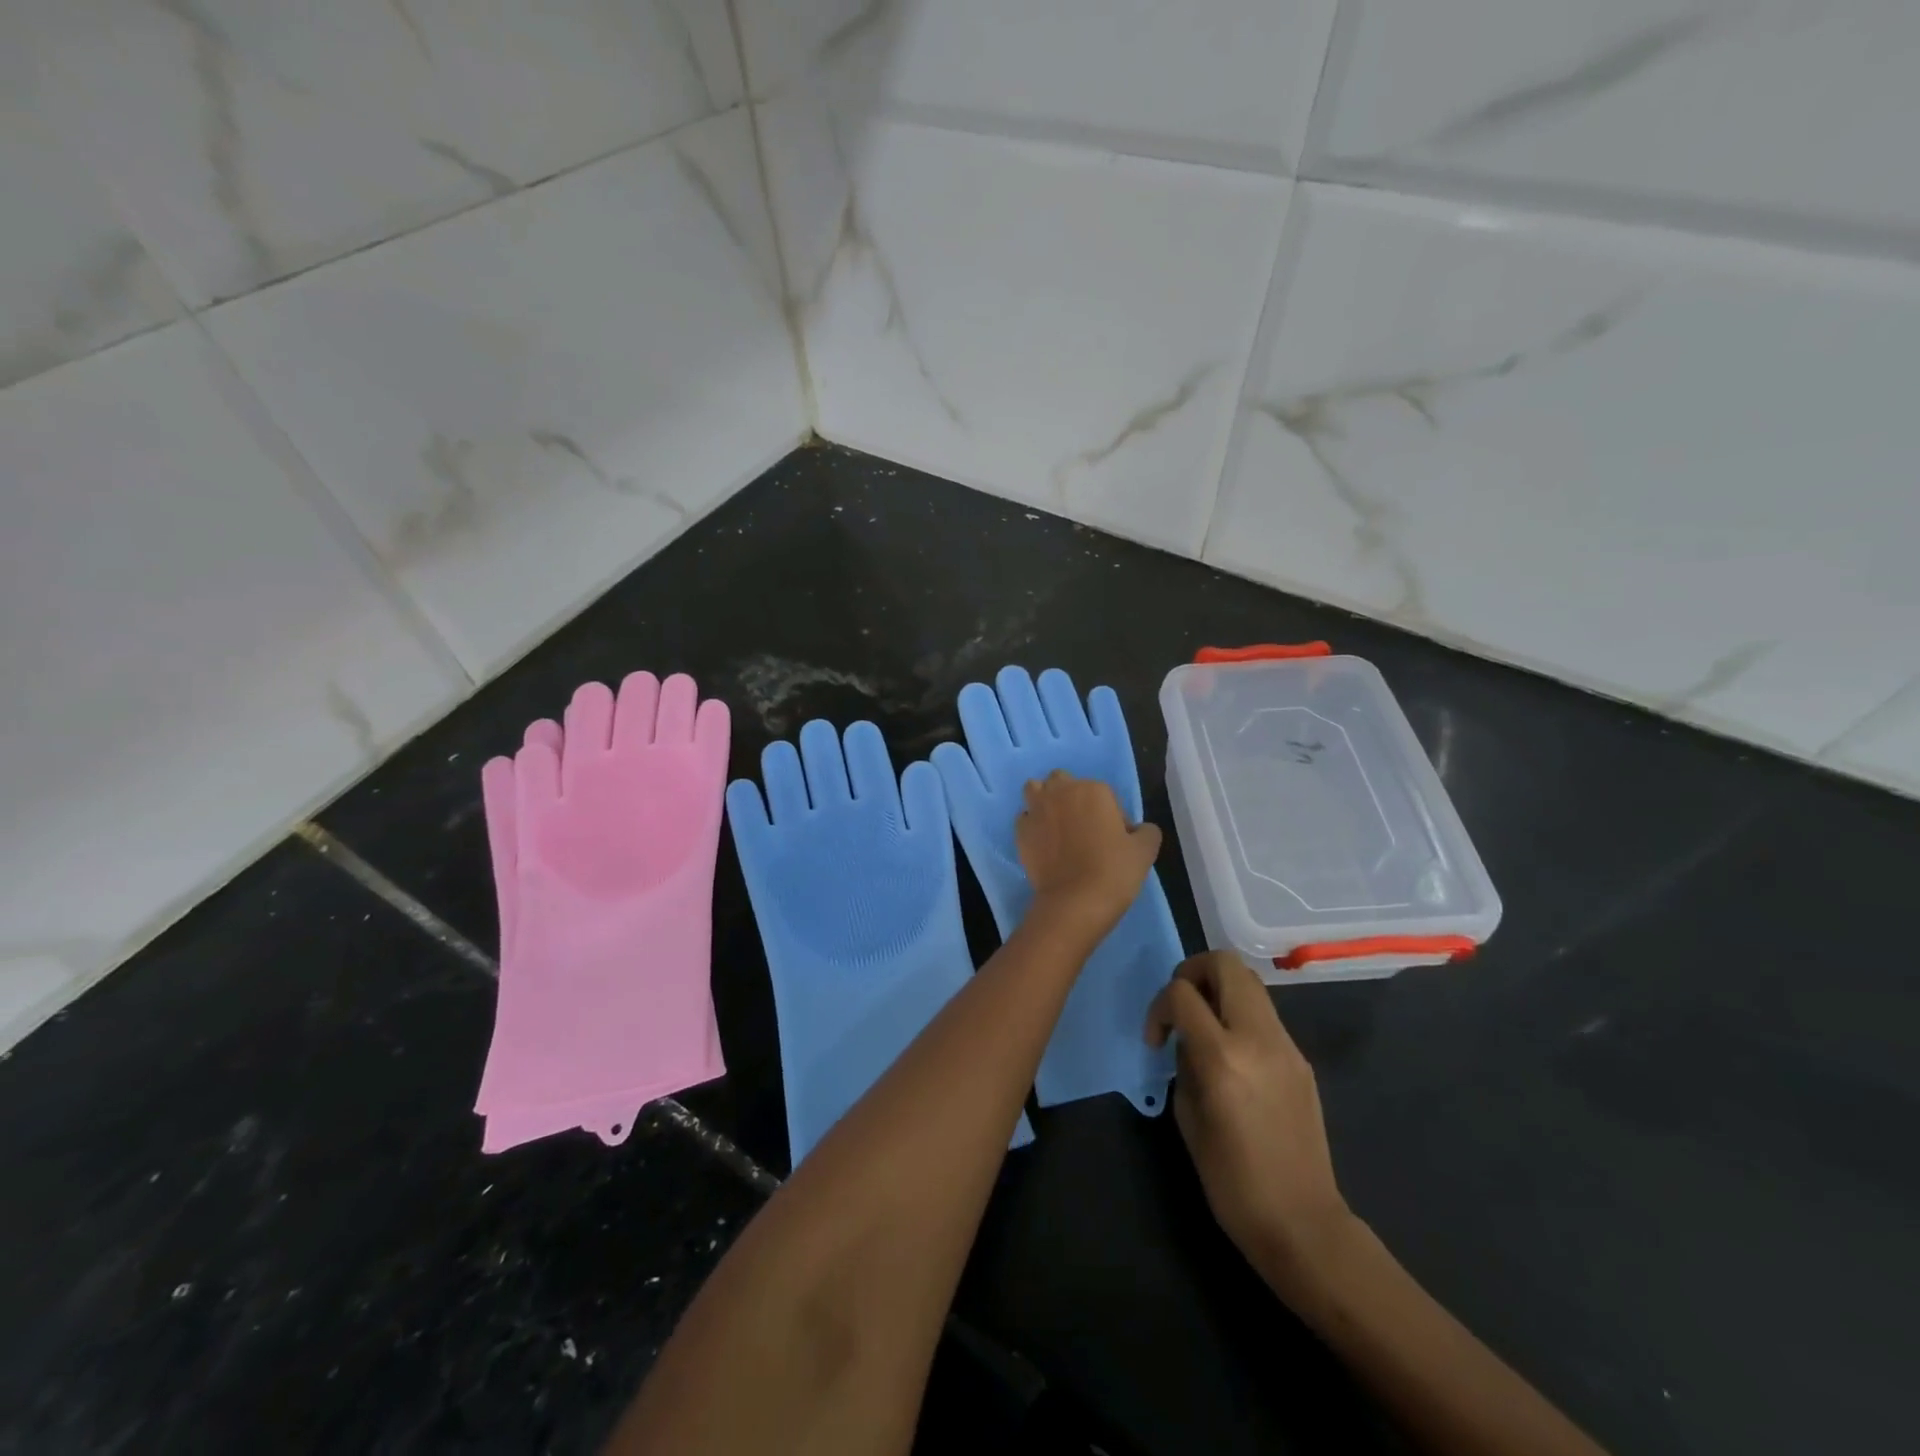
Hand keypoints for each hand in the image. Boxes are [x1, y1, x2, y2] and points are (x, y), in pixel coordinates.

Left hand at [1015, 769, 1160, 943]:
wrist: (1075, 901)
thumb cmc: (1113, 871)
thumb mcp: (1145, 851)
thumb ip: (1146, 831)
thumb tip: (1137, 829)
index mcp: (1093, 790)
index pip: (1104, 793)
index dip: (1110, 814)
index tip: (1114, 837)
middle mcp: (1060, 792)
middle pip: (1063, 782)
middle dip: (1071, 796)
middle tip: (1083, 826)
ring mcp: (1036, 810)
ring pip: (1036, 790)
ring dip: (1045, 801)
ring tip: (1056, 825)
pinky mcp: (1020, 831)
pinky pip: (1025, 818)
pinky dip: (1032, 825)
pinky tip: (1042, 843)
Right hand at [1146, 951, 1352, 1301]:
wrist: (1302, 1222)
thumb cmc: (1231, 1181)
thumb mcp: (1188, 1116)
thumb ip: (1184, 1063)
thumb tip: (1187, 1039)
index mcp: (1223, 1057)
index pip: (1182, 993)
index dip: (1159, 1006)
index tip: (1156, 1039)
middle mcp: (1258, 1038)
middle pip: (1225, 963)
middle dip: (1194, 972)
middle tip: (1181, 1006)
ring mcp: (1286, 1045)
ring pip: (1249, 982)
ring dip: (1220, 991)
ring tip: (1205, 1028)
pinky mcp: (1301, 1059)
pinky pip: (1264, 1015)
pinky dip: (1240, 1016)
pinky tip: (1233, 1056)